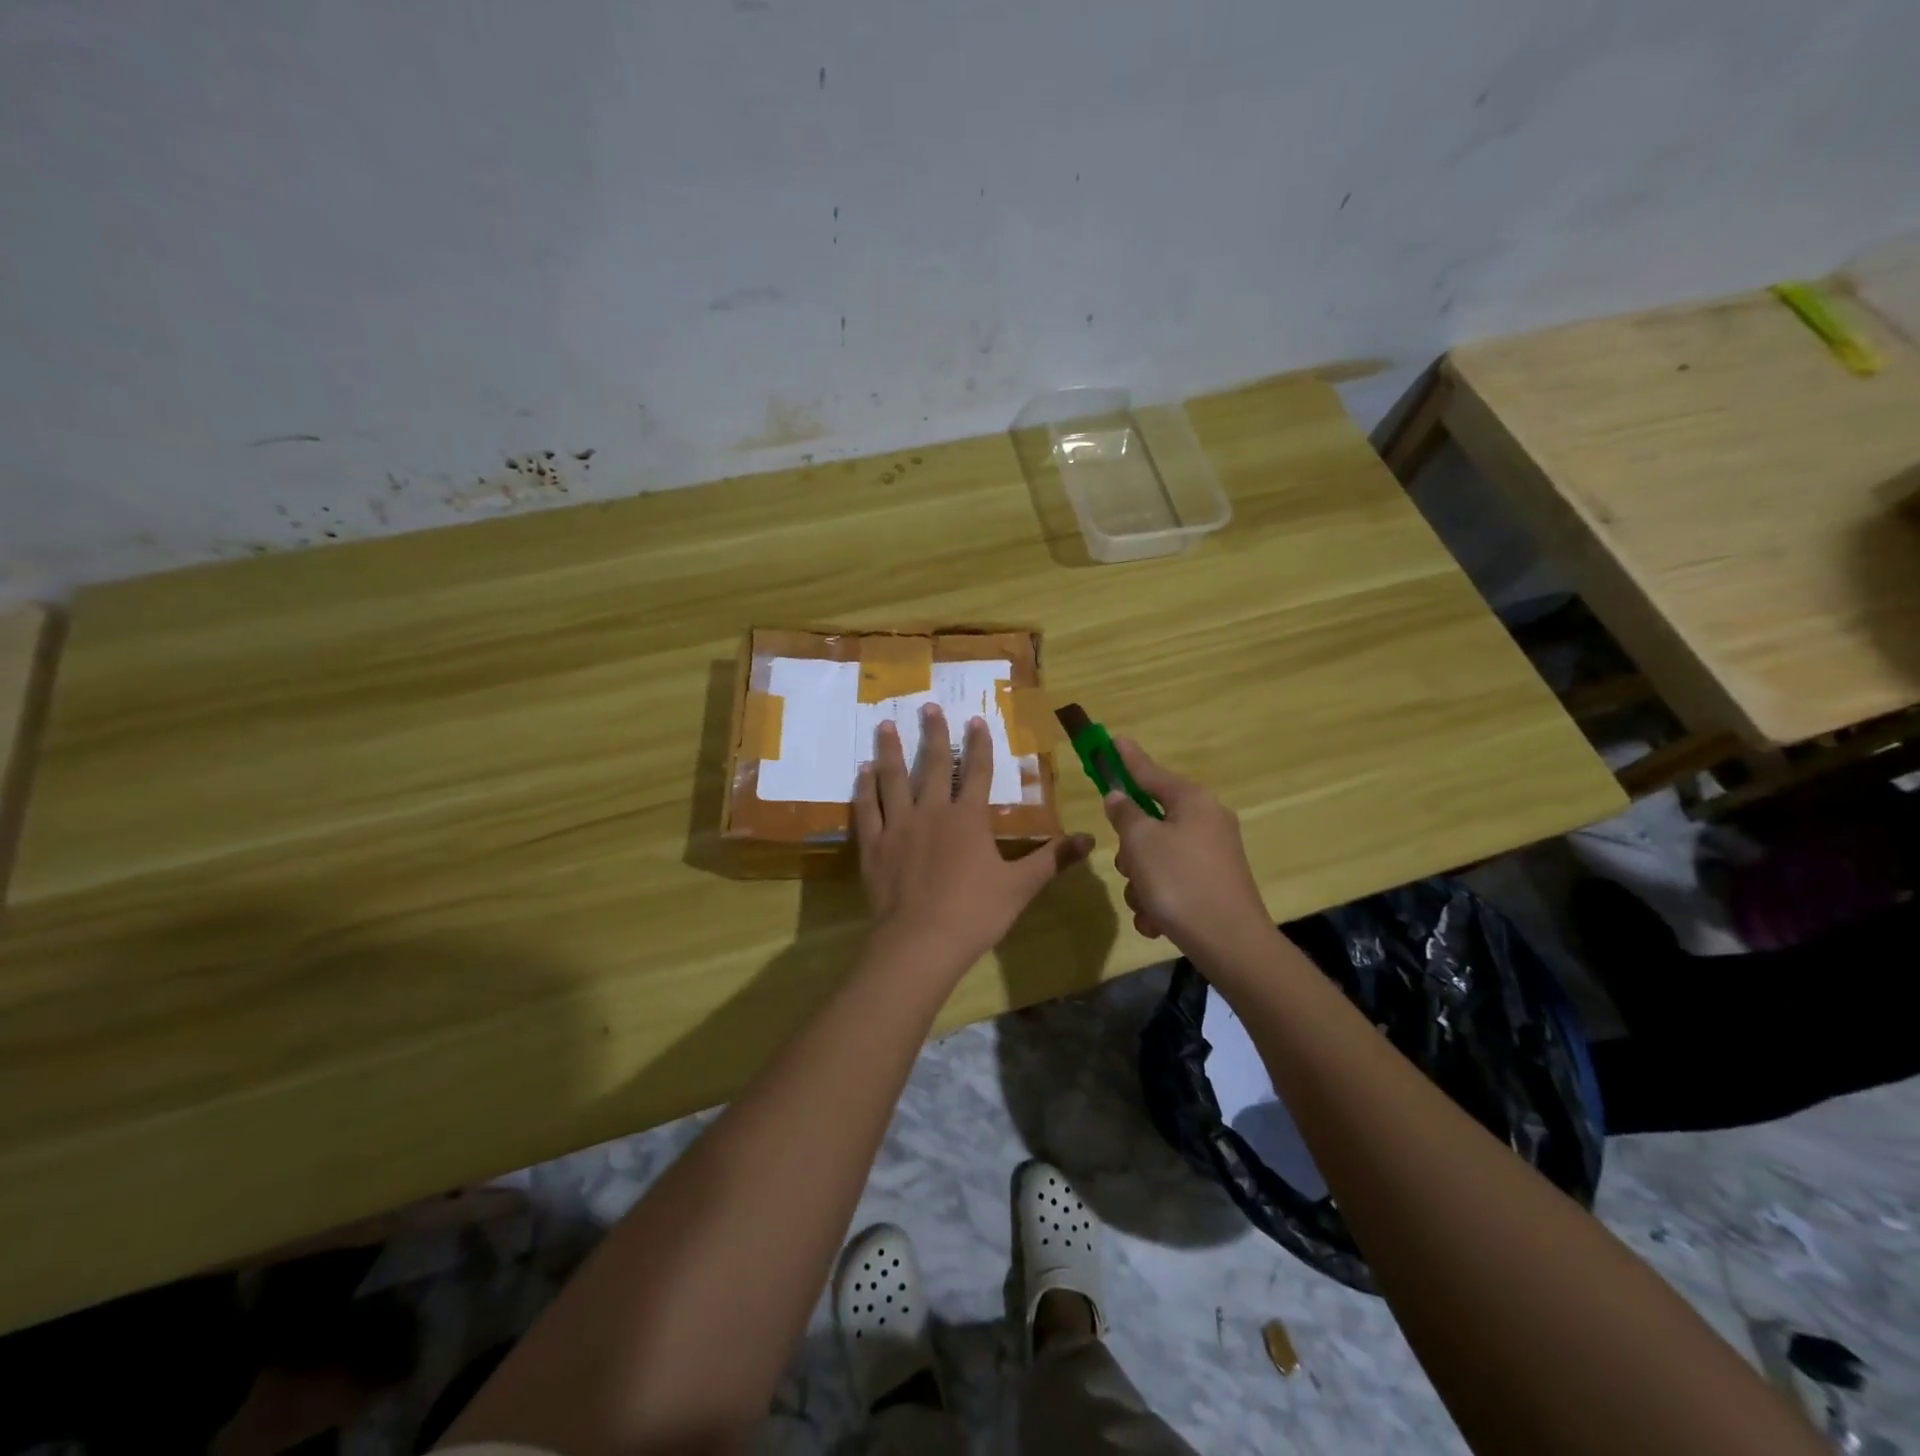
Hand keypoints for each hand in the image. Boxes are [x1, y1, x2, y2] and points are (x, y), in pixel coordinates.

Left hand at [855, 705, 1092, 973]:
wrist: (920, 942)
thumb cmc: (975, 913)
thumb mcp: (1021, 886)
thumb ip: (1052, 859)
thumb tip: (1089, 838)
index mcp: (968, 819)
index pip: (978, 772)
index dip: (979, 745)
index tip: (976, 720)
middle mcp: (931, 812)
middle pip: (934, 765)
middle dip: (934, 734)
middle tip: (928, 706)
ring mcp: (898, 826)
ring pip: (893, 779)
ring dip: (891, 750)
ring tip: (886, 724)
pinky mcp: (873, 845)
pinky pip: (867, 809)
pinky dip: (864, 788)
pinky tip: (862, 772)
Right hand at [1102, 738, 1272, 965]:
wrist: (1230, 942)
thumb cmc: (1180, 882)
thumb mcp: (1141, 843)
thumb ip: (1125, 814)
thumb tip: (1120, 797)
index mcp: (1192, 801)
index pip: (1150, 772)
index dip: (1127, 759)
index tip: (1114, 740)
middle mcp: (1206, 821)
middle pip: (1150, 821)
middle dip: (1132, 849)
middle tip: (1130, 867)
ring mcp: (1212, 854)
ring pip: (1156, 856)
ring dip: (1141, 882)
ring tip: (1146, 903)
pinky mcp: (1213, 884)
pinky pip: (1172, 882)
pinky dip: (1158, 900)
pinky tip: (1156, 921)